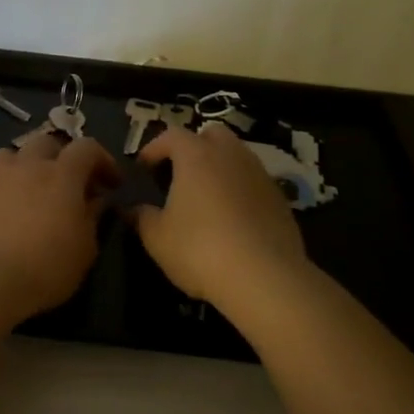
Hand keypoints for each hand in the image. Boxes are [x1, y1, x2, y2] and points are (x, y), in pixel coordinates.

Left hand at [0, 134, 120, 317]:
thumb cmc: (47, 266)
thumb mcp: (85, 248)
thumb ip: (92, 217)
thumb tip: (96, 201)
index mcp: (62, 174)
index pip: (87, 148)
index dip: (103, 160)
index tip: (112, 184)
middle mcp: (29, 166)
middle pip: (48, 143)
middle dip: (64, 157)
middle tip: (73, 183)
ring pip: (15, 153)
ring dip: (29, 163)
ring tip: (36, 187)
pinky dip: (9, 185)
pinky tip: (13, 208)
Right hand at [132, 123, 308, 308]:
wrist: (264, 278)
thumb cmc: (199, 250)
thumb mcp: (157, 238)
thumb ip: (142, 217)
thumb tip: (133, 209)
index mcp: (196, 156)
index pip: (171, 135)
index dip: (154, 148)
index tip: (143, 168)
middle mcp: (231, 155)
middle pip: (212, 135)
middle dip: (194, 147)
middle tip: (179, 173)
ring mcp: (260, 175)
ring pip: (237, 156)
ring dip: (219, 167)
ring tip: (205, 196)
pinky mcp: (280, 198)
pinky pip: (254, 182)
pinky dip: (240, 189)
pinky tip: (232, 218)